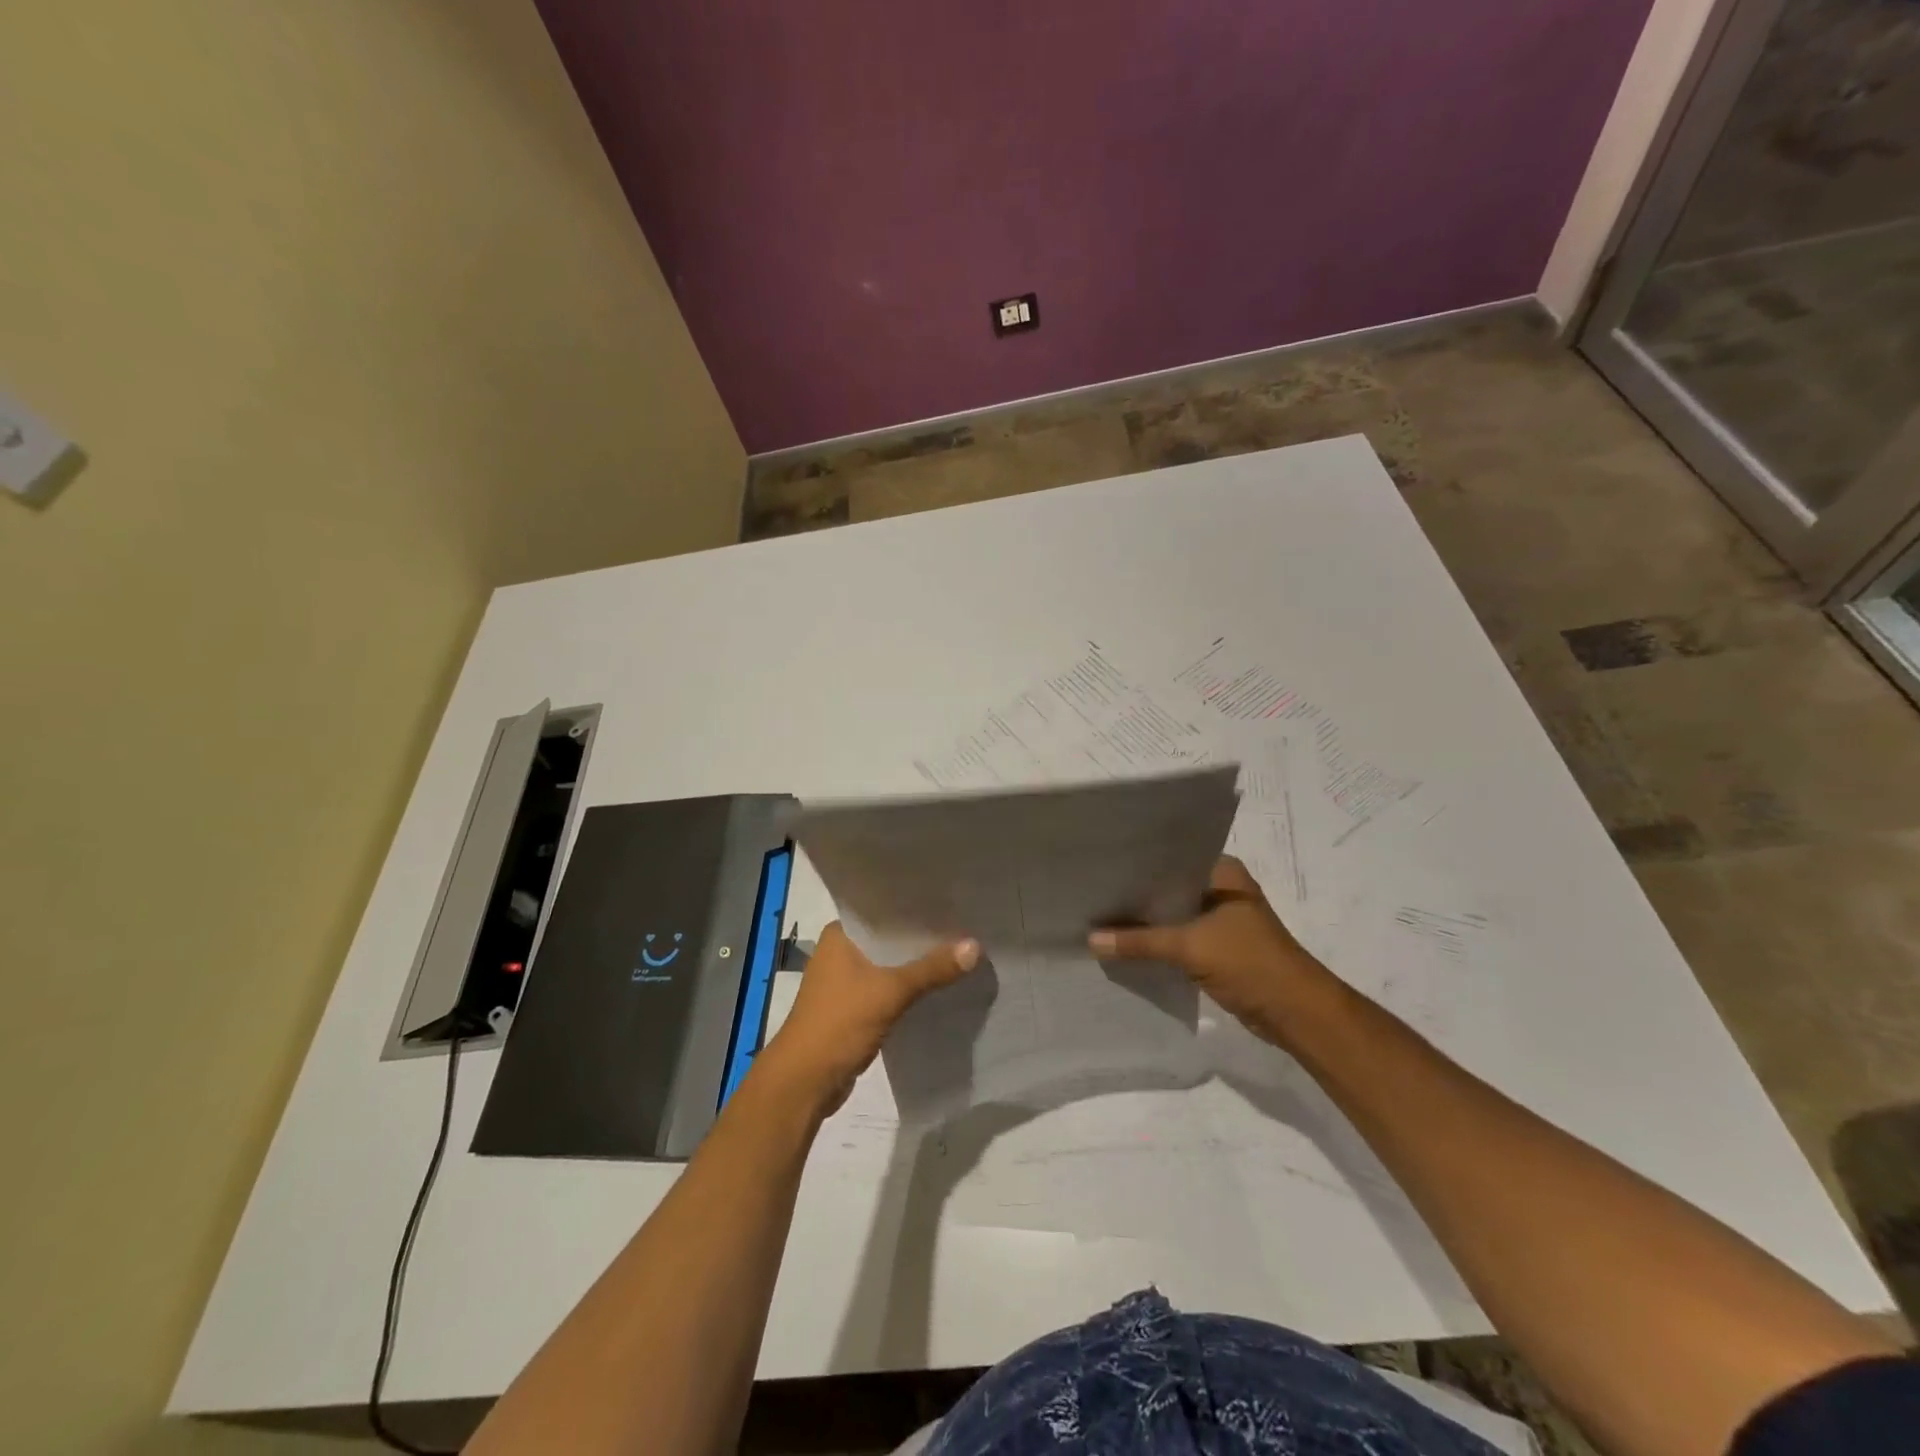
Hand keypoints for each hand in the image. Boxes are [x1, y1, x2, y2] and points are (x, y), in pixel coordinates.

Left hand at [757, 922, 979, 1113]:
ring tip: (959, 952)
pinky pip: (888, 988)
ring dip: (917, 965)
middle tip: (965, 925)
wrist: (804, 1083)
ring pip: (890, 965)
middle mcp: (840, 951)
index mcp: (840, 935)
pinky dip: (909, 988)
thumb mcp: (890, 992)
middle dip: (922, 938)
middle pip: (889, 938)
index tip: (952, 900)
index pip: (883, 909)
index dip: (916, 907)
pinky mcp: (853, 1008)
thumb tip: (975, 946)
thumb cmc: (839, 1024)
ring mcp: (845, 981)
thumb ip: (932, 969)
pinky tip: (939, 986)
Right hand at [1089, 856, 1337, 1048]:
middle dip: (1137, 895)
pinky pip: (1180, 937)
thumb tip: (1090, 939)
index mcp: (1223, 872)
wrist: (1297, 1014)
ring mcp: (1222, 919)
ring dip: (1146, 921)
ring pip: (1174, 914)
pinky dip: (1158, 942)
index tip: (1101, 865)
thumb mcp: (1190, 947)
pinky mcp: (1219, 947)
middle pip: (1169, 887)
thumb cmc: (1250, 963)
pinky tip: (1126, 944)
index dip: (1137, 863)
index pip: (1171, 857)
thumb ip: (1139, 941)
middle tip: (1094, 891)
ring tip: (1101, 916)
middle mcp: (1222, 888)